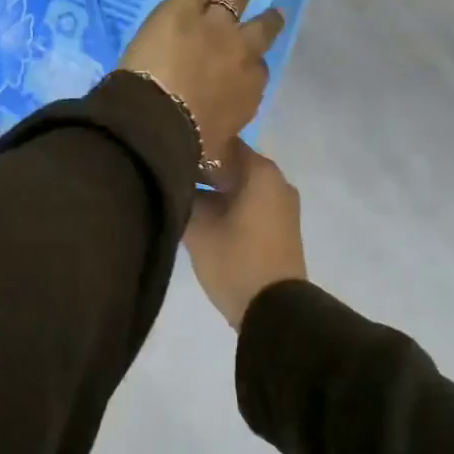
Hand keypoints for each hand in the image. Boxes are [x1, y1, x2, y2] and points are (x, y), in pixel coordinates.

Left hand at [118, 0, 284, 164]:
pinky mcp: (186, 5)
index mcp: (248, 91)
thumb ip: (223, 166)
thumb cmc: (186, 145)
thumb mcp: (213, 162)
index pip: (258, 75)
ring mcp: (215, 24)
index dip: (254, 69)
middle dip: (269, 21)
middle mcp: (241, 53)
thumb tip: (228, 185)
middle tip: (275, 11)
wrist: (157, 119)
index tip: (251, 67)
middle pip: (260, 31)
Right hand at [185, 142, 306, 329]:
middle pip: (233, 163)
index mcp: (261, 172)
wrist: (274, 311)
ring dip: (214, 191)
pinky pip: (250, 204)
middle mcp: (276, 181)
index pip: (223, 141)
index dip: (196, 146)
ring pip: (240, 186)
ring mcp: (281, 205)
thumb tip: (175, 181)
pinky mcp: (279, 227)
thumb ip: (185, 197)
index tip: (171, 155)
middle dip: (203, 170)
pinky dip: (228, 205)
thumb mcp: (199, 229)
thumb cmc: (236, 261)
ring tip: (181, 199)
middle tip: (171, 178)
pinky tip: (202, 217)